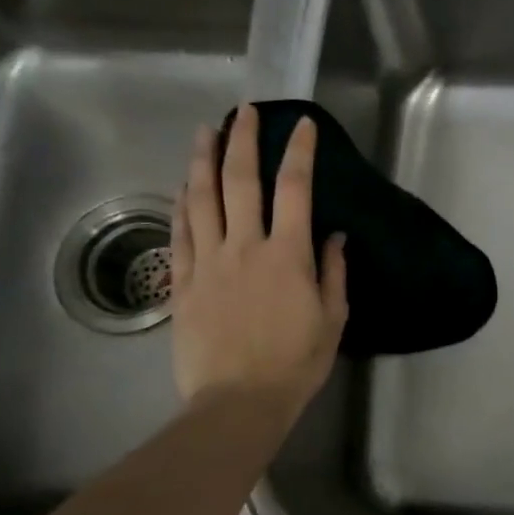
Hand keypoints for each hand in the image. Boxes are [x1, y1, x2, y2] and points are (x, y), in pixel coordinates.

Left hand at [170, 104, 347, 414]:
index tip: (301, 124)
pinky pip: (179, 235)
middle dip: (243, 141)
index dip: (299, 152)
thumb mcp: (333, 319)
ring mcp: (208, 262)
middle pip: (240, 182)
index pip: (295, 189)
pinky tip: (183, 188)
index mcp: (288, 254)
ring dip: (203, 161)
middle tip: (244, 112)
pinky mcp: (182, 283)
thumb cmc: (296, 362)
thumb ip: (333, 273)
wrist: (238, 401)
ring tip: (204, 133)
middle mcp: (245, 247)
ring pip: (201, 200)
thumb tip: (334, 237)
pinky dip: (181, 206)